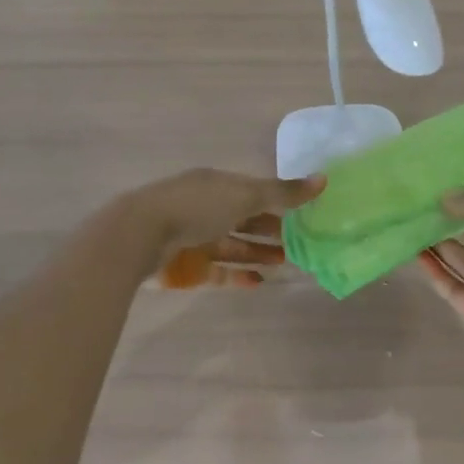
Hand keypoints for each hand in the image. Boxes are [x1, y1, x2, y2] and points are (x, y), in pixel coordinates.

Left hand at [131, 168, 323, 288]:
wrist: (140, 235)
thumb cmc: (197, 206)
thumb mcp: (245, 195)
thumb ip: (283, 193)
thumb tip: (323, 180)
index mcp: (218, 185)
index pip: (254, 192)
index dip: (279, 202)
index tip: (305, 214)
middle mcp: (207, 208)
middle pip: (245, 219)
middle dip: (271, 230)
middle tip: (300, 243)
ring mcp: (195, 238)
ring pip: (233, 246)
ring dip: (258, 253)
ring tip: (285, 262)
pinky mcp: (187, 266)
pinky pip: (218, 270)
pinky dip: (238, 275)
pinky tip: (259, 282)